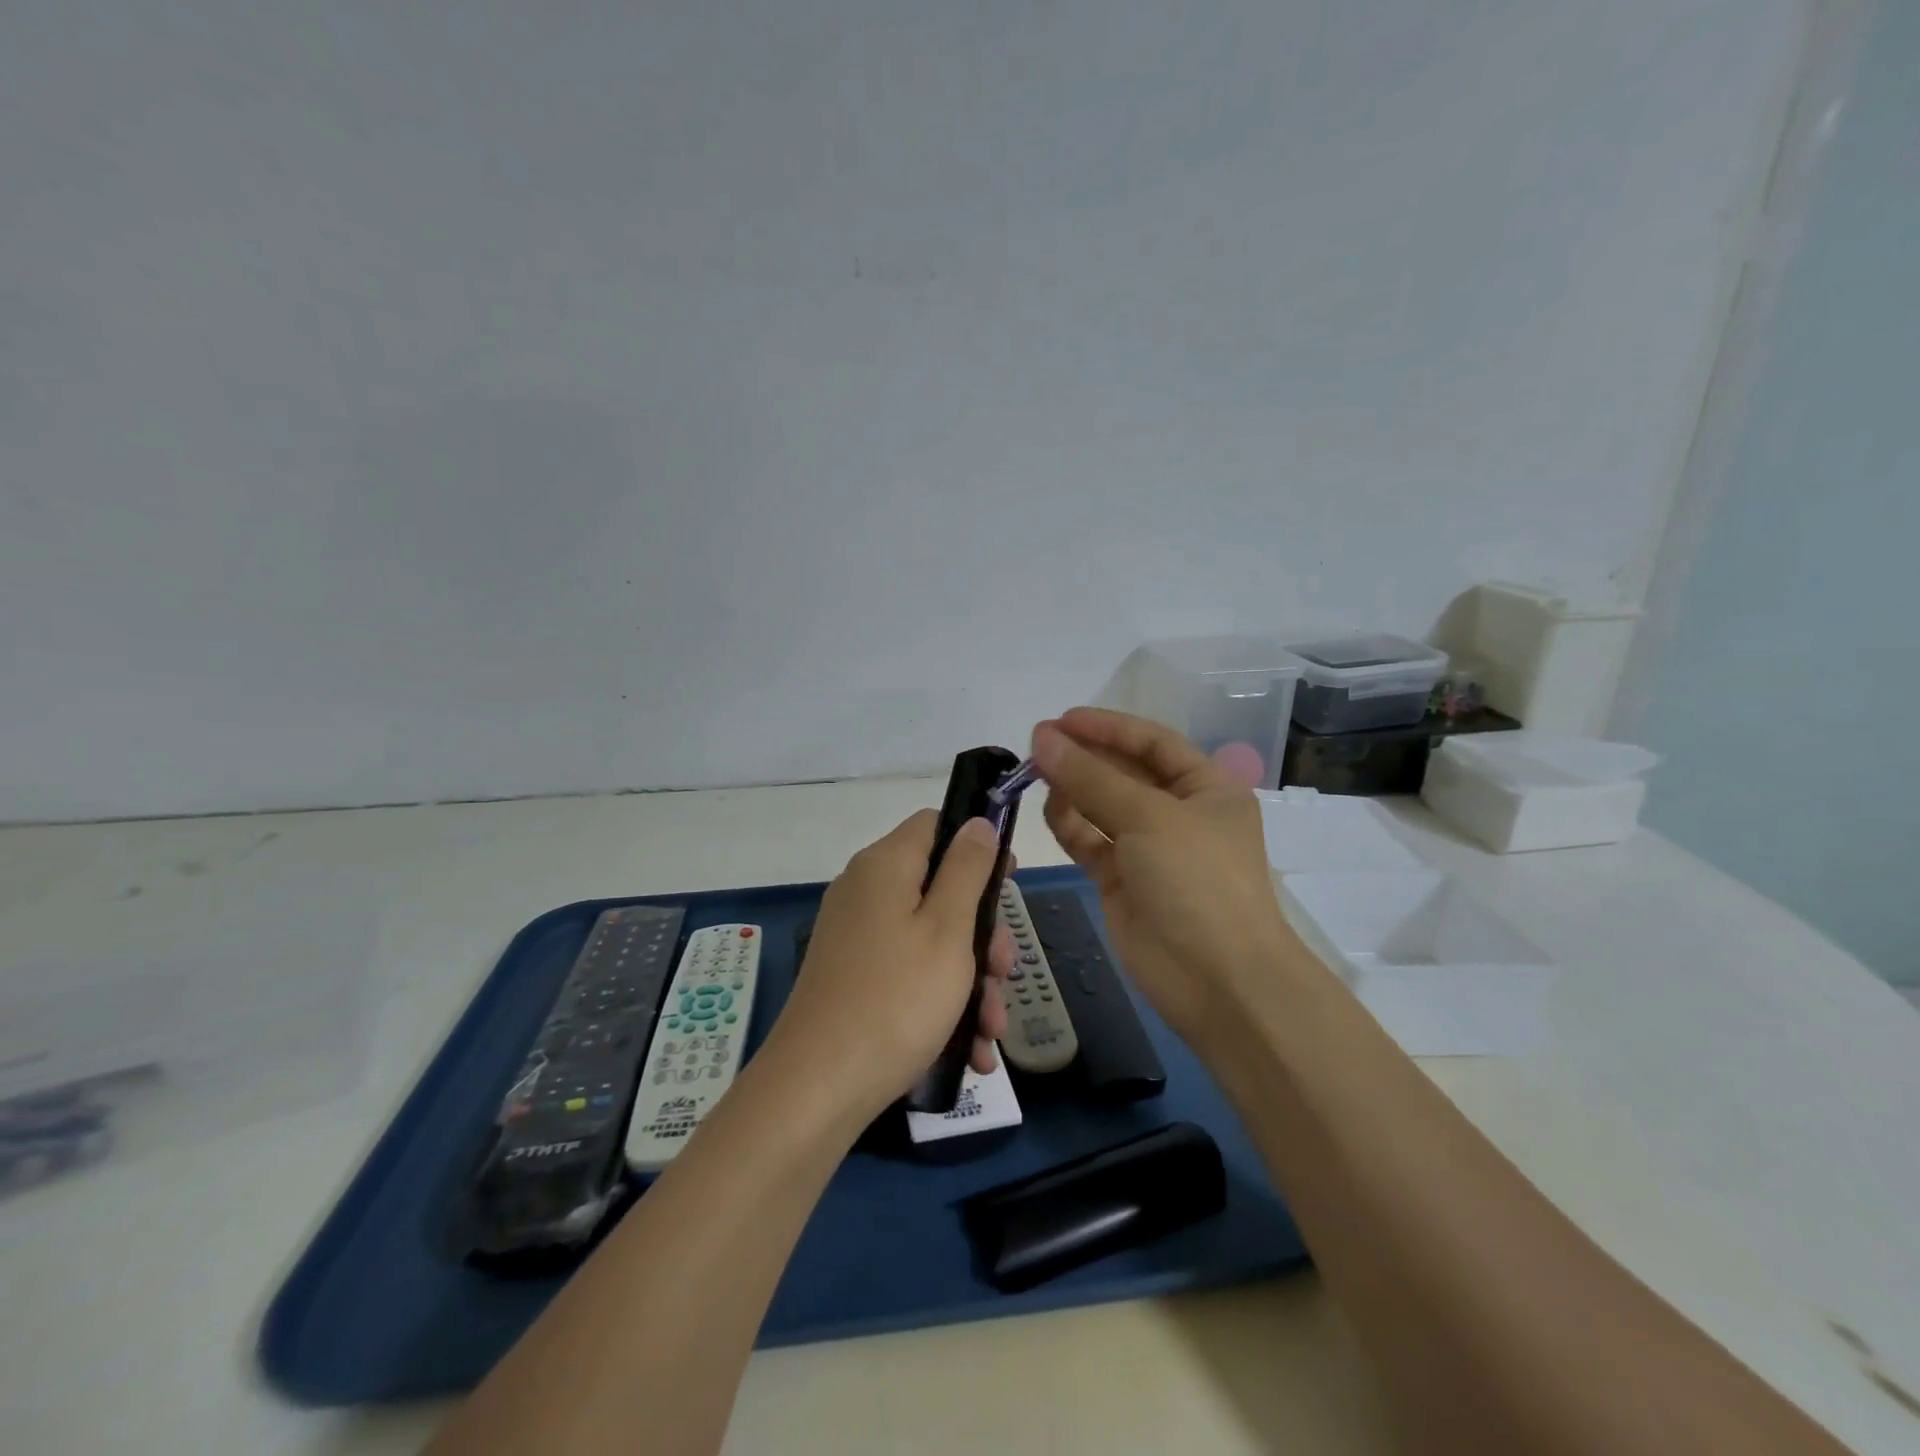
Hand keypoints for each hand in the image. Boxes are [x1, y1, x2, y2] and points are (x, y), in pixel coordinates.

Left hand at [768, 810, 1012, 1125]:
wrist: (818, 1088)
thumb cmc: (896, 998)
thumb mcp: (948, 929)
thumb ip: (967, 869)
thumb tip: (977, 822)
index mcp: (885, 866)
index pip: (934, 824)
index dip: (976, 843)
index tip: (1008, 881)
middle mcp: (865, 892)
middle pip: (938, 888)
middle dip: (981, 932)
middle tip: (1003, 972)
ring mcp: (856, 937)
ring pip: (930, 938)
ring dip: (969, 979)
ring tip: (991, 1030)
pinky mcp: (853, 977)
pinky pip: (908, 971)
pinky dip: (940, 1001)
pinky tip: (970, 1049)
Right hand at [1032, 708, 1323, 1051]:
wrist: (1218, 981)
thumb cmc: (1197, 882)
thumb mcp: (1148, 817)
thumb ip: (1091, 777)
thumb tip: (1042, 738)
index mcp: (1206, 788)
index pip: (1152, 742)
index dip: (1108, 727)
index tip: (1061, 720)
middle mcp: (1178, 813)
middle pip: (1123, 772)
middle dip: (1083, 756)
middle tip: (1035, 744)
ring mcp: (1149, 849)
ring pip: (1101, 806)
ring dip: (1072, 789)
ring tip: (1034, 776)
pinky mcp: (1122, 881)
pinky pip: (1090, 841)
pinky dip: (1069, 825)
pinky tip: (1048, 811)